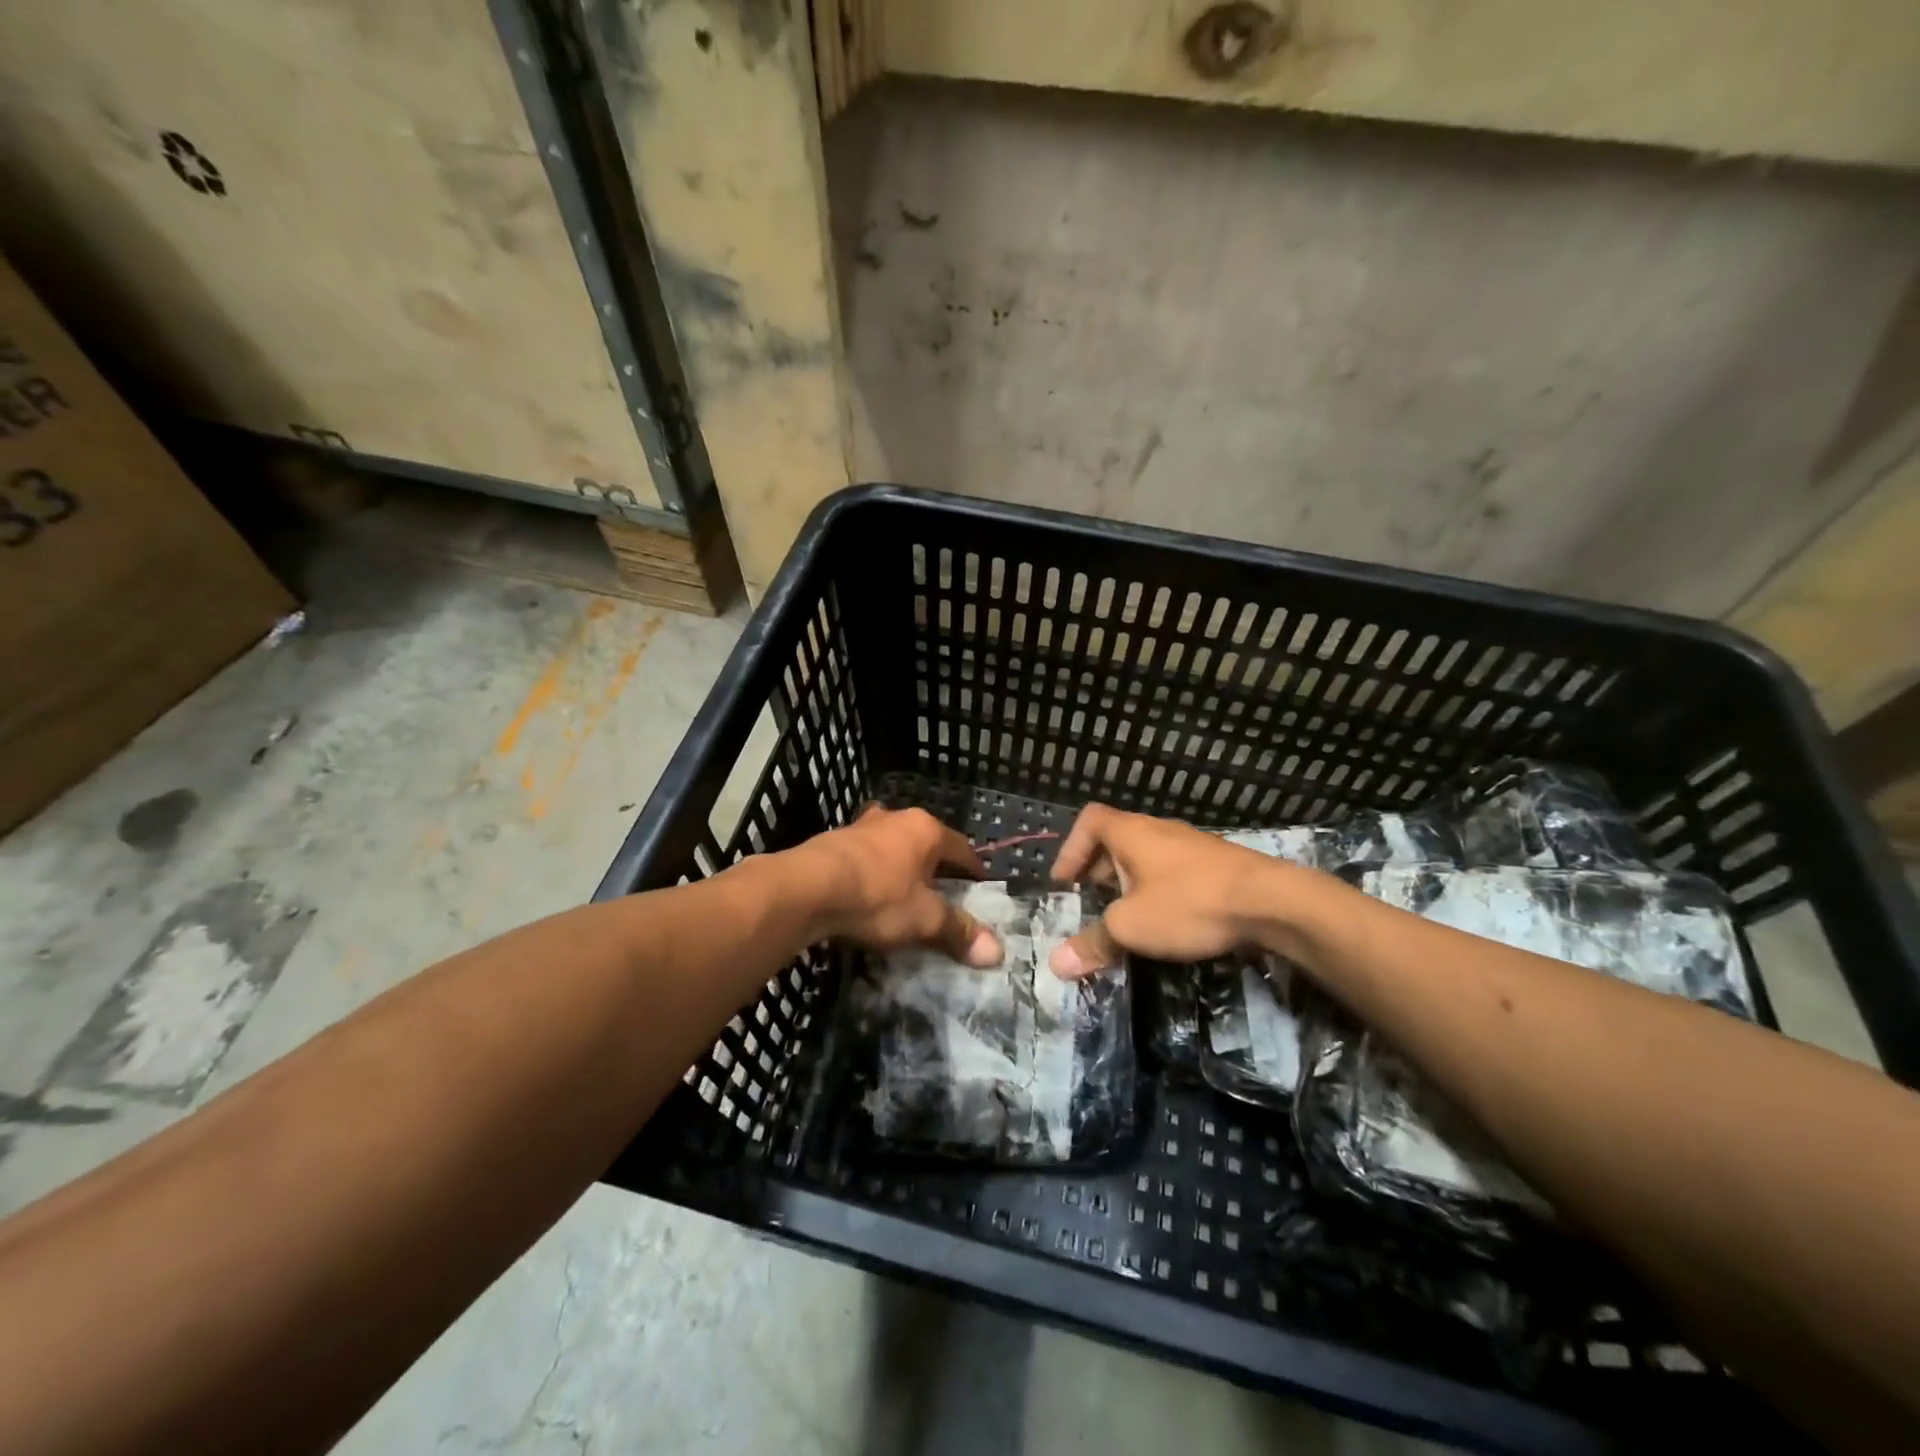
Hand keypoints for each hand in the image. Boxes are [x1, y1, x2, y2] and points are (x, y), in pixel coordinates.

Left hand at [797, 806, 1002, 965]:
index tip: (981, 887)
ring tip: (902, 893)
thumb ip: (958, 931)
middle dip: (934, 866)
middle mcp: (895, 818)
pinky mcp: (832, 841)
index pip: (961, 848)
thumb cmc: (876, 897)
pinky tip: (866, 893)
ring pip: (891, 846)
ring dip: (899, 866)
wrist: (806, 888)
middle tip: (941, 893)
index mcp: (925, 830)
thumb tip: (997, 952)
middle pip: (924, 843)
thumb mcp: (924, 919)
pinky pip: (863, 856)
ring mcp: (861, 826)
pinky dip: (871, 872)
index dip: (973, 869)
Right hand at [1047, 804, 1289, 977]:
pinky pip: (1172, 870)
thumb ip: (1093, 943)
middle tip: (1090, 903)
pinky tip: (1166, 921)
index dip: (1070, 849)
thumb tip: (1056, 965)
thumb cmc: (1189, 903)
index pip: (1089, 821)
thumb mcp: (1132, 927)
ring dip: (1129, 883)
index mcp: (1131, 832)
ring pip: (1146, 857)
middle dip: (1097, 871)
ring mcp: (1190, 845)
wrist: (1272, 902)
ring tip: (1125, 916)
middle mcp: (1158, 830)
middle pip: (1115, 839)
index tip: (1064, 883)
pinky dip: (1158, 890)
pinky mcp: (1216, 865)